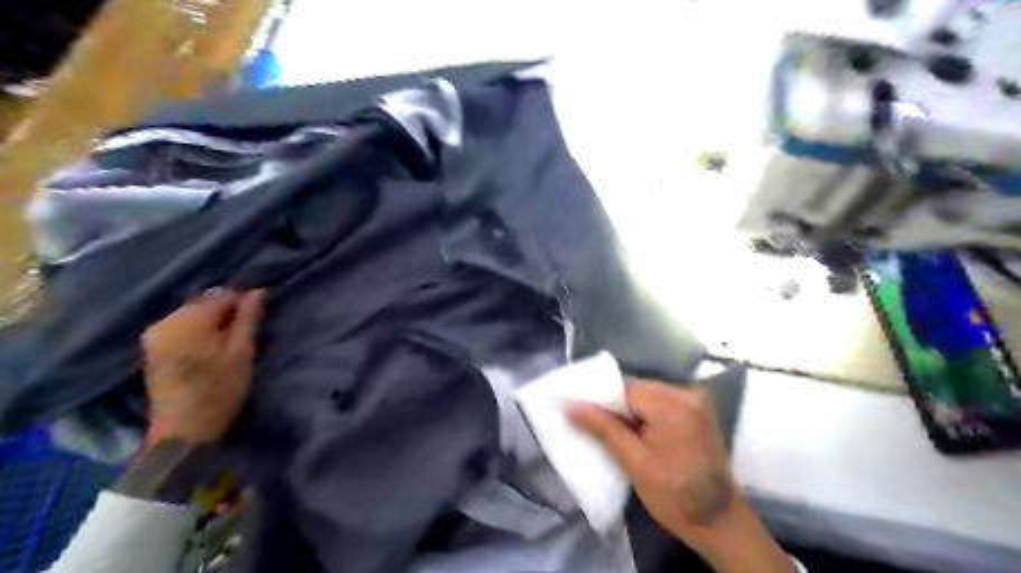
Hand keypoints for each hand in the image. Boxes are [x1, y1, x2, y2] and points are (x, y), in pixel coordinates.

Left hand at [140, 288, 262, 448]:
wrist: (184, 431)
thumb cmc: (220, 390)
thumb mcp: (242, 351)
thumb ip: (247, 319)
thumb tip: (257, 291)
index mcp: (187, 320)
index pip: (220, 296)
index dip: (242, 302)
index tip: (257, 318)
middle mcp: (164, 322)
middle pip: (202, 303)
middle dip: (225, 312)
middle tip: (246, 330)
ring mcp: (154, 336)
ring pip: (192, 315)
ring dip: (212, 322)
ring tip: (230, 341)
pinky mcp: (152, 350)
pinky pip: (180, 328)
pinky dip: (198, 332)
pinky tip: (210, 348)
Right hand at [566, 383, 733, 539]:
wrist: (719, 521)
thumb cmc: (674, 496)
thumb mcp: (634, 463)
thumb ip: (603, 428)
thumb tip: (571, 406)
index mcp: (672, 404)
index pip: (625, 388)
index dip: (600, 398)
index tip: (580, 410)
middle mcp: (687, 394)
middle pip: (638, 389)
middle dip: (615, 405)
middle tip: (592, 422)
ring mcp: (696, 401)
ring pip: (648, 394)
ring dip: (630, 410)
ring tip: (611, 428)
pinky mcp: (698, 411)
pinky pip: (663, 402)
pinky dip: (646, 413)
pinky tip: (636, 430)